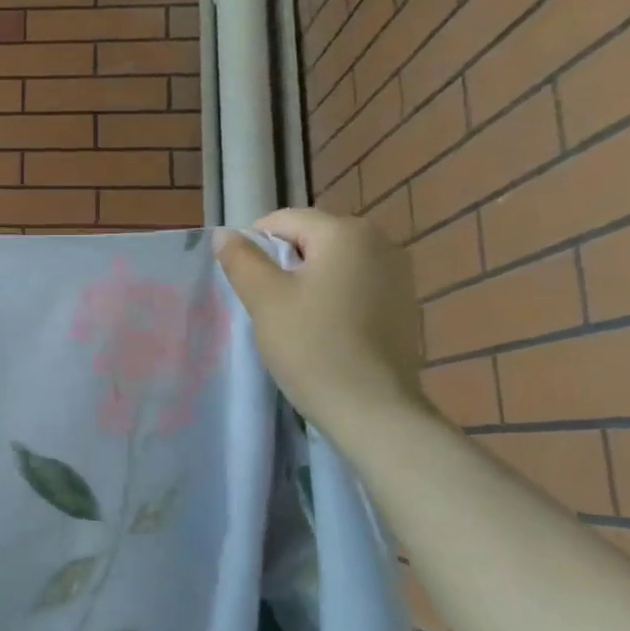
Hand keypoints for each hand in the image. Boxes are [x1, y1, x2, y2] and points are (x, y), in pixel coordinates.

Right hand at [213, 208, 429, 440]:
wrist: (373, 410)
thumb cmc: (312, 346)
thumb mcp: (264, 298)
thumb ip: (241, 258)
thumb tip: (224, 233)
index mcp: (345, 232)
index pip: (283, 220)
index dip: (253, 246)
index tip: (243, 283)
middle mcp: (379, 242)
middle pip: (310, 239)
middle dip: (281, 264)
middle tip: (264, 304)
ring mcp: (398, 274)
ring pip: (332, 264)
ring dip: (306, 282)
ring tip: (292, 320)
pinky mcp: (404, 305)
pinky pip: (354, 286)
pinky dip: (332, 299)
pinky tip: (322, 332)